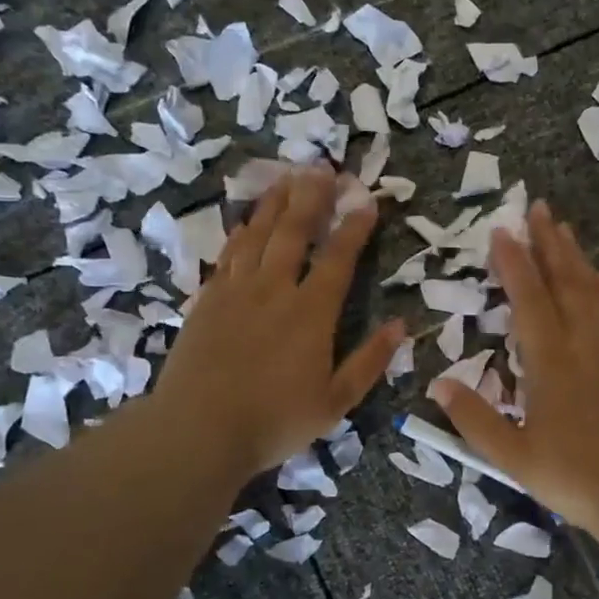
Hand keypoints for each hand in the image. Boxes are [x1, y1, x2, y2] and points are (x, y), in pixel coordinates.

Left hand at [157, 168, 404, 480]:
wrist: (198, 431)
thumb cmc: (274, 421)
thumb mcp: (336, 402)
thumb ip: (369, 361)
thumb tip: (401, 325)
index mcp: (311, 314)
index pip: (338, 259)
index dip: (354, 227)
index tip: (367, 201)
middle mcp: (274, 291)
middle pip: (294, 233)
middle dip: (311, 197)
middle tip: (322, 167)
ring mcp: (236, 292)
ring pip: (257, 235)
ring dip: (275, 204)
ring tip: (287, 177)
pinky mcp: (207, 300)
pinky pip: (228, 255)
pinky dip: (241, 232)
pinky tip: (247, 221)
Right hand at [428, 200, 598, 537]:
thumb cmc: (574, 476)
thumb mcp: (514, 456)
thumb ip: (474, 419)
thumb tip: (437, 384)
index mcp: (551, 361)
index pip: (529, 298)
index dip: (514, 262)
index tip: (502, 230)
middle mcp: (584, 343)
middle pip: (565, 281)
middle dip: (549, 242)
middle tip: (538, 208)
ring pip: (592, 290)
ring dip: (575, 257)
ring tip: (564, 229)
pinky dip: (598, 285)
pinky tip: (596, 280)